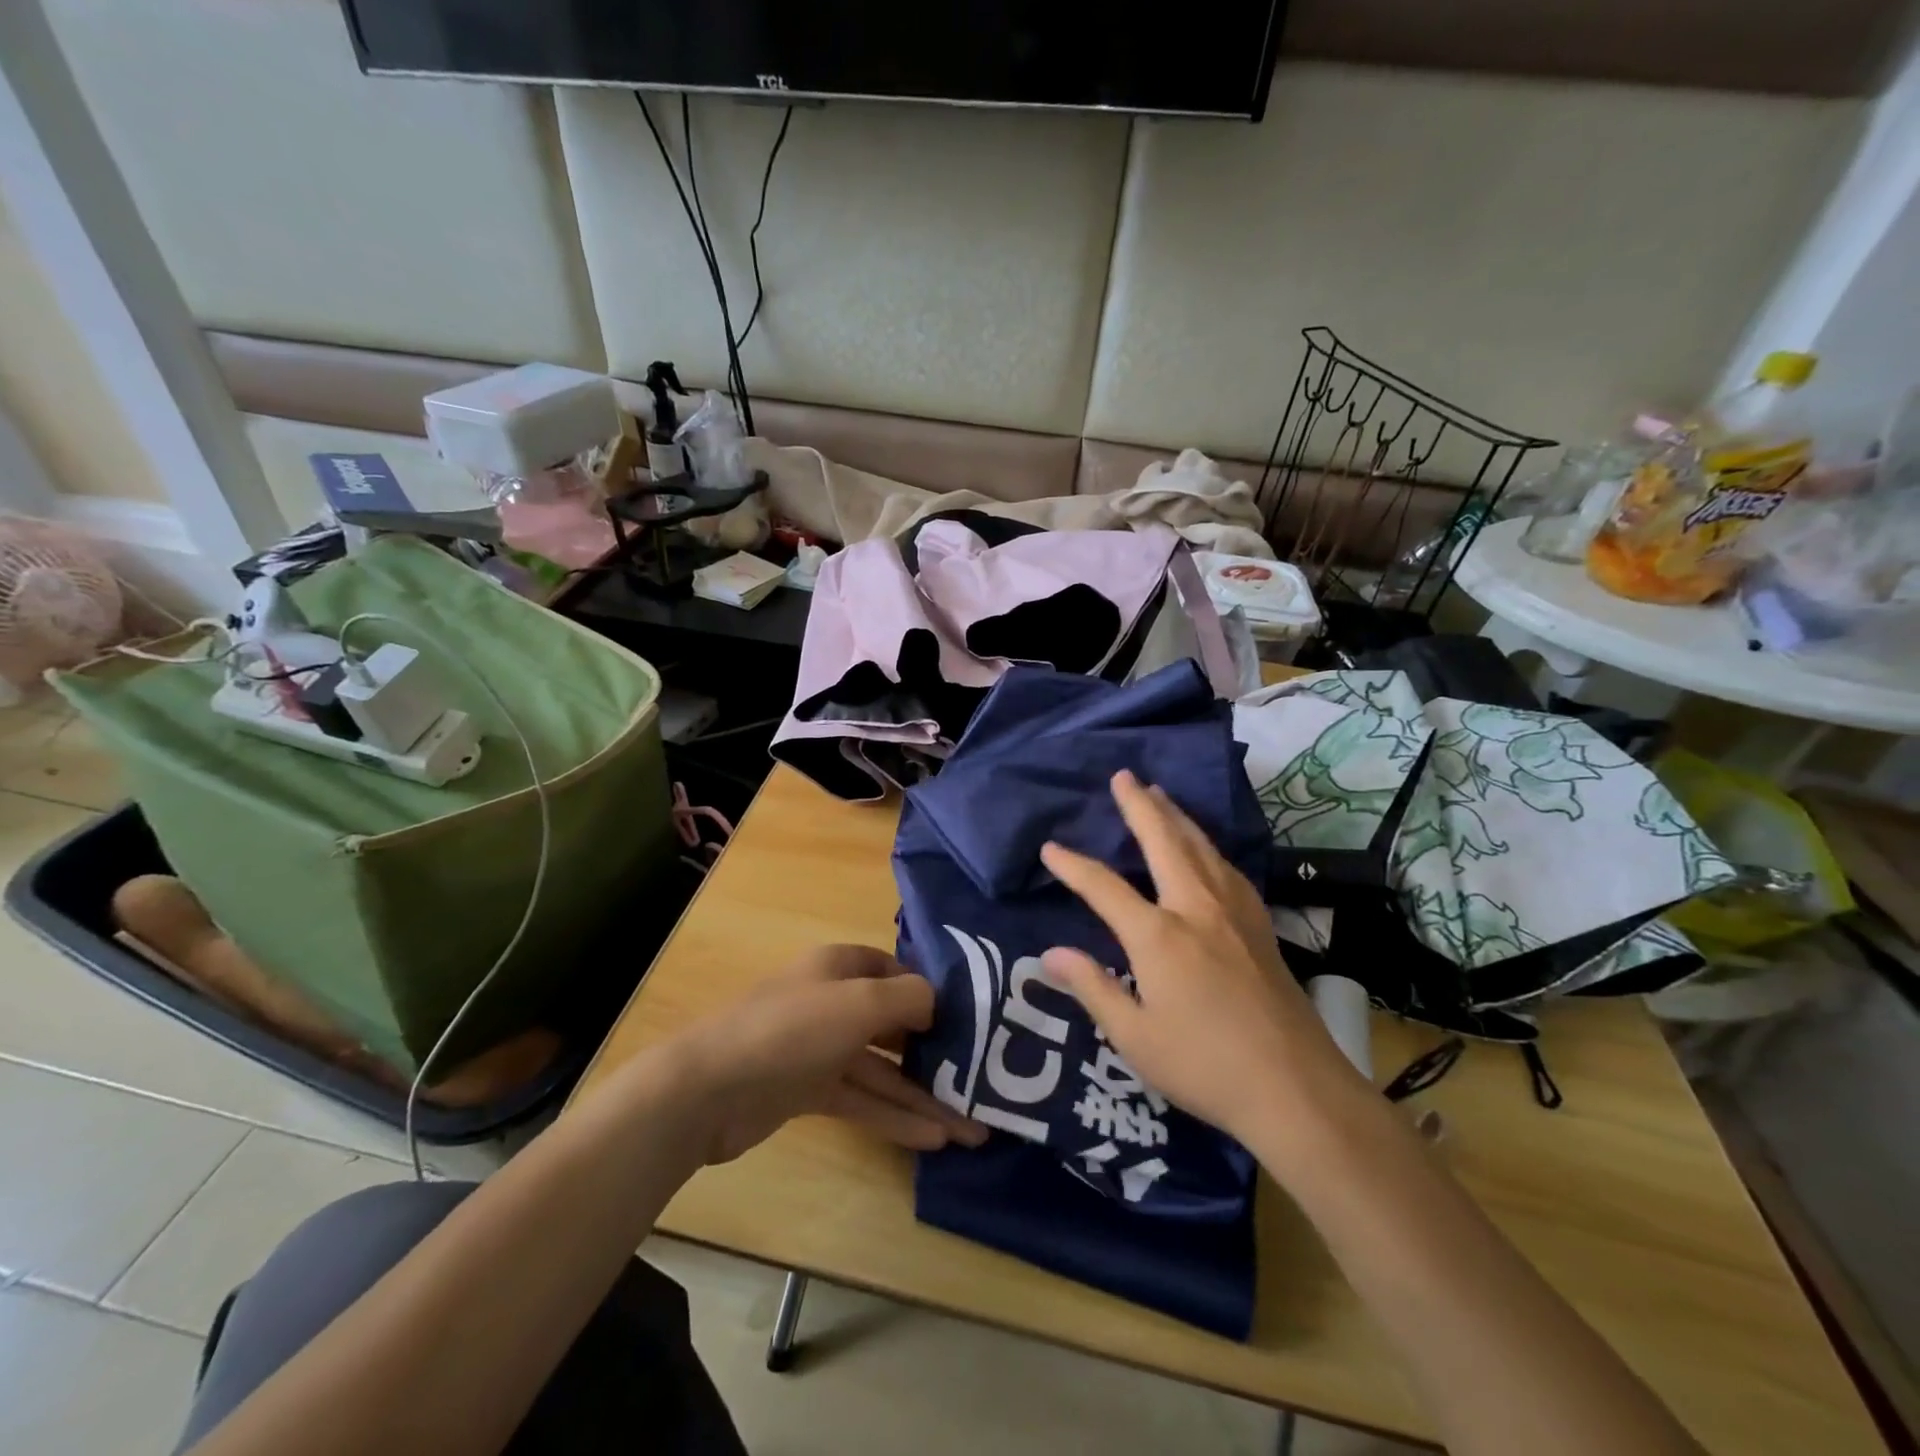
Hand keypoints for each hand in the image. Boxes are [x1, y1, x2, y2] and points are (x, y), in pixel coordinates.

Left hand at [674, 944, 987, 1164]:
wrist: (708, 1090)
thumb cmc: (790, 1030)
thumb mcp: (859, 1003)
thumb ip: (908, 998)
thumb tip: (938, 1002)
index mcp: (839, 967)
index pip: (893, 970)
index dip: (928, 991)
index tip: (966, 1018)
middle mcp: (832, 1002)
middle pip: (893, 1023)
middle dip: (936, 1051)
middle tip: (981, 1079)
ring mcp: (819, 1049)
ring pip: (882, 1070)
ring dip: (923, 1095)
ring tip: (972, 1127)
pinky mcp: (808, 1091)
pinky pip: (862, 1099)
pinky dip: (894, 1116)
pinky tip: (933, 1139)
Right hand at [1039, 770, 1369, 1151]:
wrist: (1297, 1089)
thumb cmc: (1205, 1066)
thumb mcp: (1134, 1037)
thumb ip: (1092, 987)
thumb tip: (1049, 954)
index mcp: (1159, 935)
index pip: (1104, 887)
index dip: (1072, 865)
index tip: (1050, 848)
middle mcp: (1196, 908)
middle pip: (1164, 842)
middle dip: (1140, 806)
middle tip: (1123, 776)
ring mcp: (1234, 913)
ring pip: (1201, 847)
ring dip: (1176, 816)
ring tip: (1160, 794)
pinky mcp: (1259, 925)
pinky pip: (1227, 868)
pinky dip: (1207, 845)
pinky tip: (1206, 848)